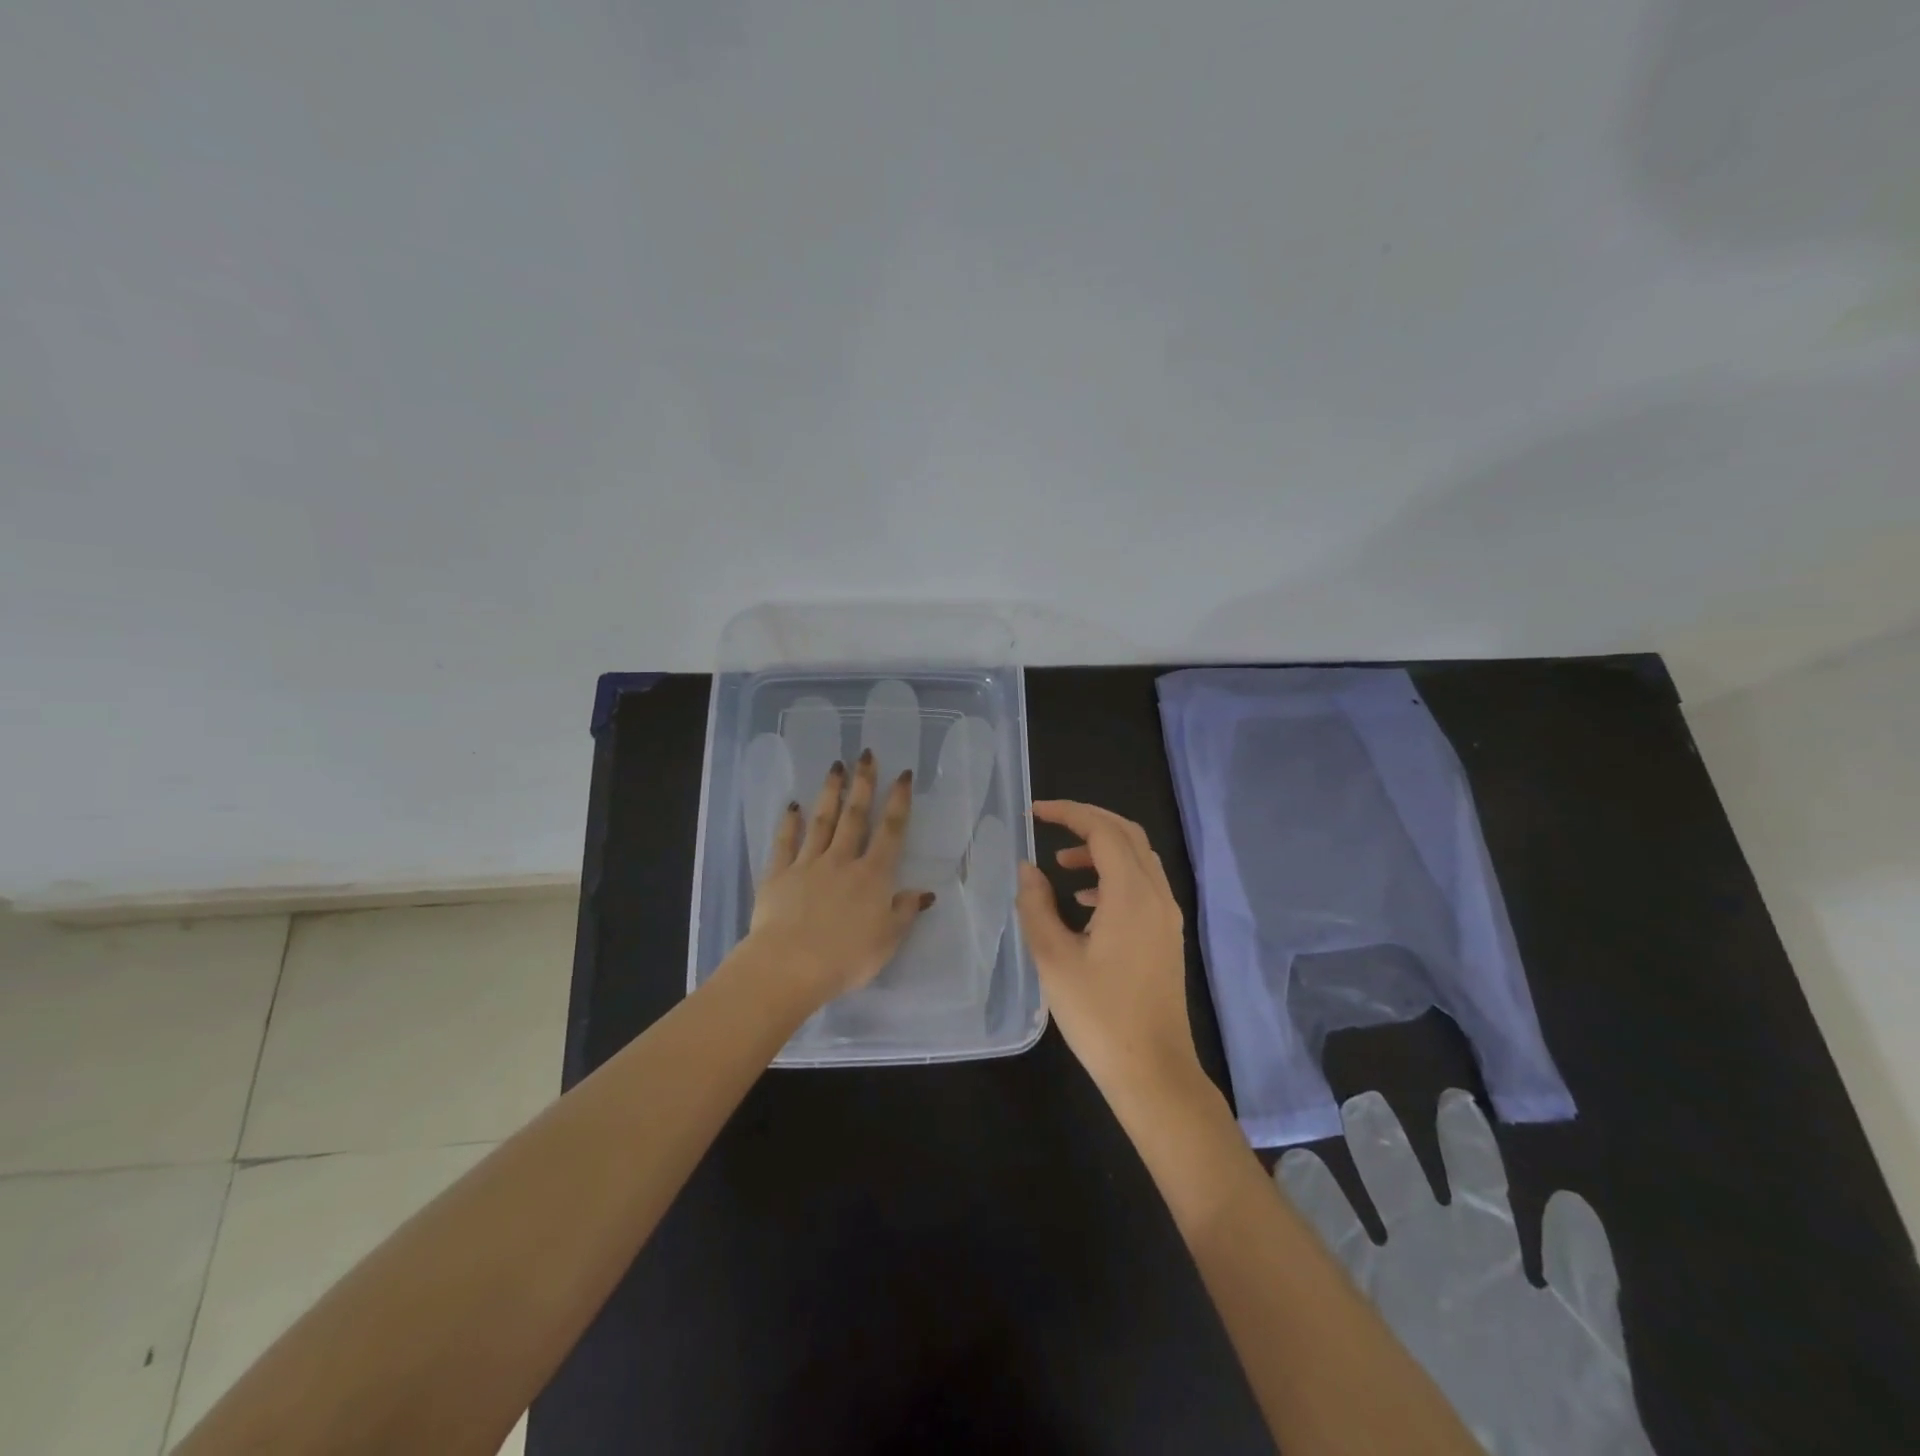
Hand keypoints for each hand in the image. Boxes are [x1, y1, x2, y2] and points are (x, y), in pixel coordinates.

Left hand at [743, 751, 933, 1009]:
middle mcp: (842, 861)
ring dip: (830, 793)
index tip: (903, 774)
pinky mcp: (778, 875)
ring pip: (821, 822)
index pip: (891, 831)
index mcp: (873, 876)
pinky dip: (789, 824)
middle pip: (855, 816)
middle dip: (863, 784)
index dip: (899, 801)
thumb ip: (905, 912)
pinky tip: (792, 806)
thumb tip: (924, 892)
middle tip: (866, 754)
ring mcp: (808, 864)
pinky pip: (785, 843)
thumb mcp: (888, 940)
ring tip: (835, 767)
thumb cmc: (846, 957)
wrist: (790, 965)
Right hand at [1016, 800, 1202, 1104]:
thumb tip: (1028, 869)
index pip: (1103, 830)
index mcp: (1130, 894)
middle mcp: (1156, 895)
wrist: (1152, 1071)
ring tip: (1060, 864)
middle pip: (1127, 834)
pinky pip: (1142, 885)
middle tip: (1049, 823)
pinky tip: (1084, 903)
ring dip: (1101, 849)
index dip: (1068, 813)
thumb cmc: (1098, 1015)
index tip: (1034, 812)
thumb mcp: (1053, 958)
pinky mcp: (1166, 936)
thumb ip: (1036, 905)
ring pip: (1138, 859)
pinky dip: (1112, 876)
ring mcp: (1166, 916)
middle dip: (1088, 820)